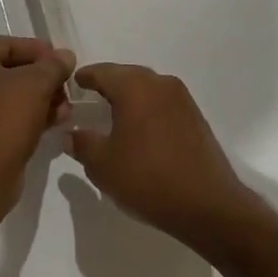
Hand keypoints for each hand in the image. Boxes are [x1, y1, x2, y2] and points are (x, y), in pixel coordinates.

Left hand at [0, 37, 74, 205]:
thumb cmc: (5, 117)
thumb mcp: (38, 83)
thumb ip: (54, 65)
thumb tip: (65, 56)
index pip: (9, 44)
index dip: (41, 52)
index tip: (64, 63)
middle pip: (7, 71)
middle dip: (41, 80)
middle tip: (65, 90)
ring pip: (3, 96)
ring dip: (36, 100)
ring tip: (64, 111)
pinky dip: (22, 117)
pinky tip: (49, 124)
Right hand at [67, 64, 257, 245]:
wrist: (206, 204)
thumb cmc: (147, 179)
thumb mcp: (103, 165)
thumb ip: (82, 143)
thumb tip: (71, 133)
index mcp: (135, 87)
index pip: (102, 72)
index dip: (83, 77)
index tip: (71, 85)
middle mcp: (160, 83)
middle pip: (126, 75)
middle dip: (107, 84)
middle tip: (89, 100)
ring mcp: (182, 98)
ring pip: (147, 87)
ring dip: (129, 96)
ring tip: (113, 115)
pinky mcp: (195, 115)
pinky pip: (162, 102)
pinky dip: (147, 108)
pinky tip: (140, 129)